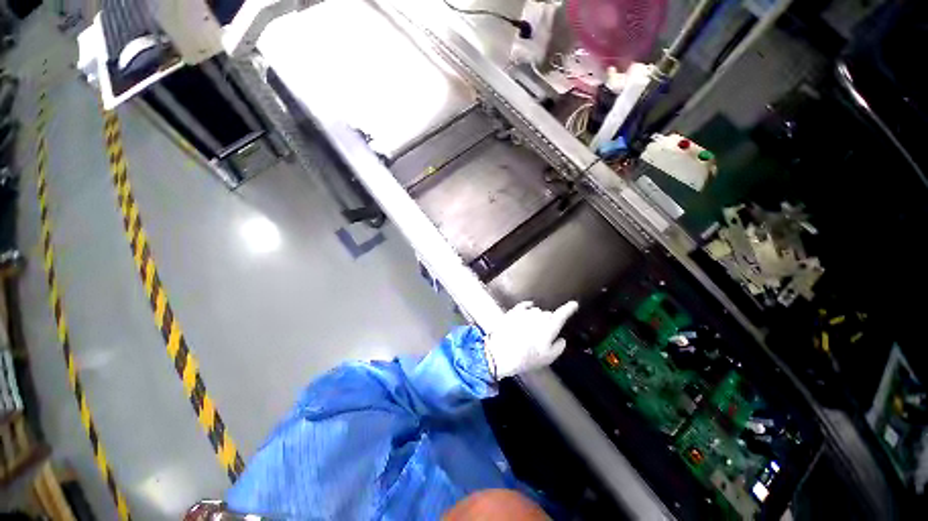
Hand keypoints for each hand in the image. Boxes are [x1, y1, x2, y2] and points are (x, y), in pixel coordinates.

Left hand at [484, 301, 579, 378]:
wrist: (501, 352)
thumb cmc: (526, 358)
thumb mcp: (547, 358)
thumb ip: (558, 347)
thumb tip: (561, 339)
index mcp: (549, 328)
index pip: (562, 315)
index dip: (569, 309)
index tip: (574, 304)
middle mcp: (539, 316)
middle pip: (548, 315)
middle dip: (548, 321)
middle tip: (541, 335)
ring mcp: (526, 312)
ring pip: (536, 311)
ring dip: (536, 317)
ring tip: (529, 330)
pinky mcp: (514, 311)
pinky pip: (524, 305)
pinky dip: (527, 307)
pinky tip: (527, 310)